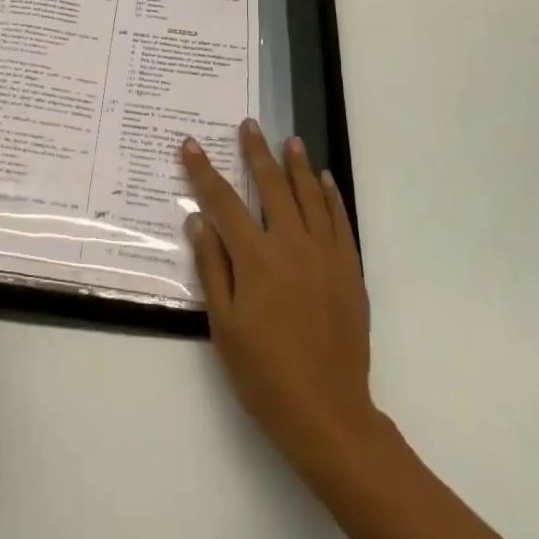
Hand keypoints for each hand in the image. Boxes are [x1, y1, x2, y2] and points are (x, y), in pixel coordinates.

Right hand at [180, 120, 376, 480]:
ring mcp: (325, 255)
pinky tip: (325, 180)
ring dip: (297, 165)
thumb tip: (198, 221)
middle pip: (271, 187)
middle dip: (256, 153)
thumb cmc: (265, 374)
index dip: (204, 171)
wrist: (328, 414)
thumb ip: (212, 267)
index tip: (190, 145)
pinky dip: (331, 196)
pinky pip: (339, 221)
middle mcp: (292, 245)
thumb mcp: (224, 325)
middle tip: (249, 125)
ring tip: (289, 139)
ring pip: (309, 196)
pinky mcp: (348, 270)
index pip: (223, 202)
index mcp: (256, 258)